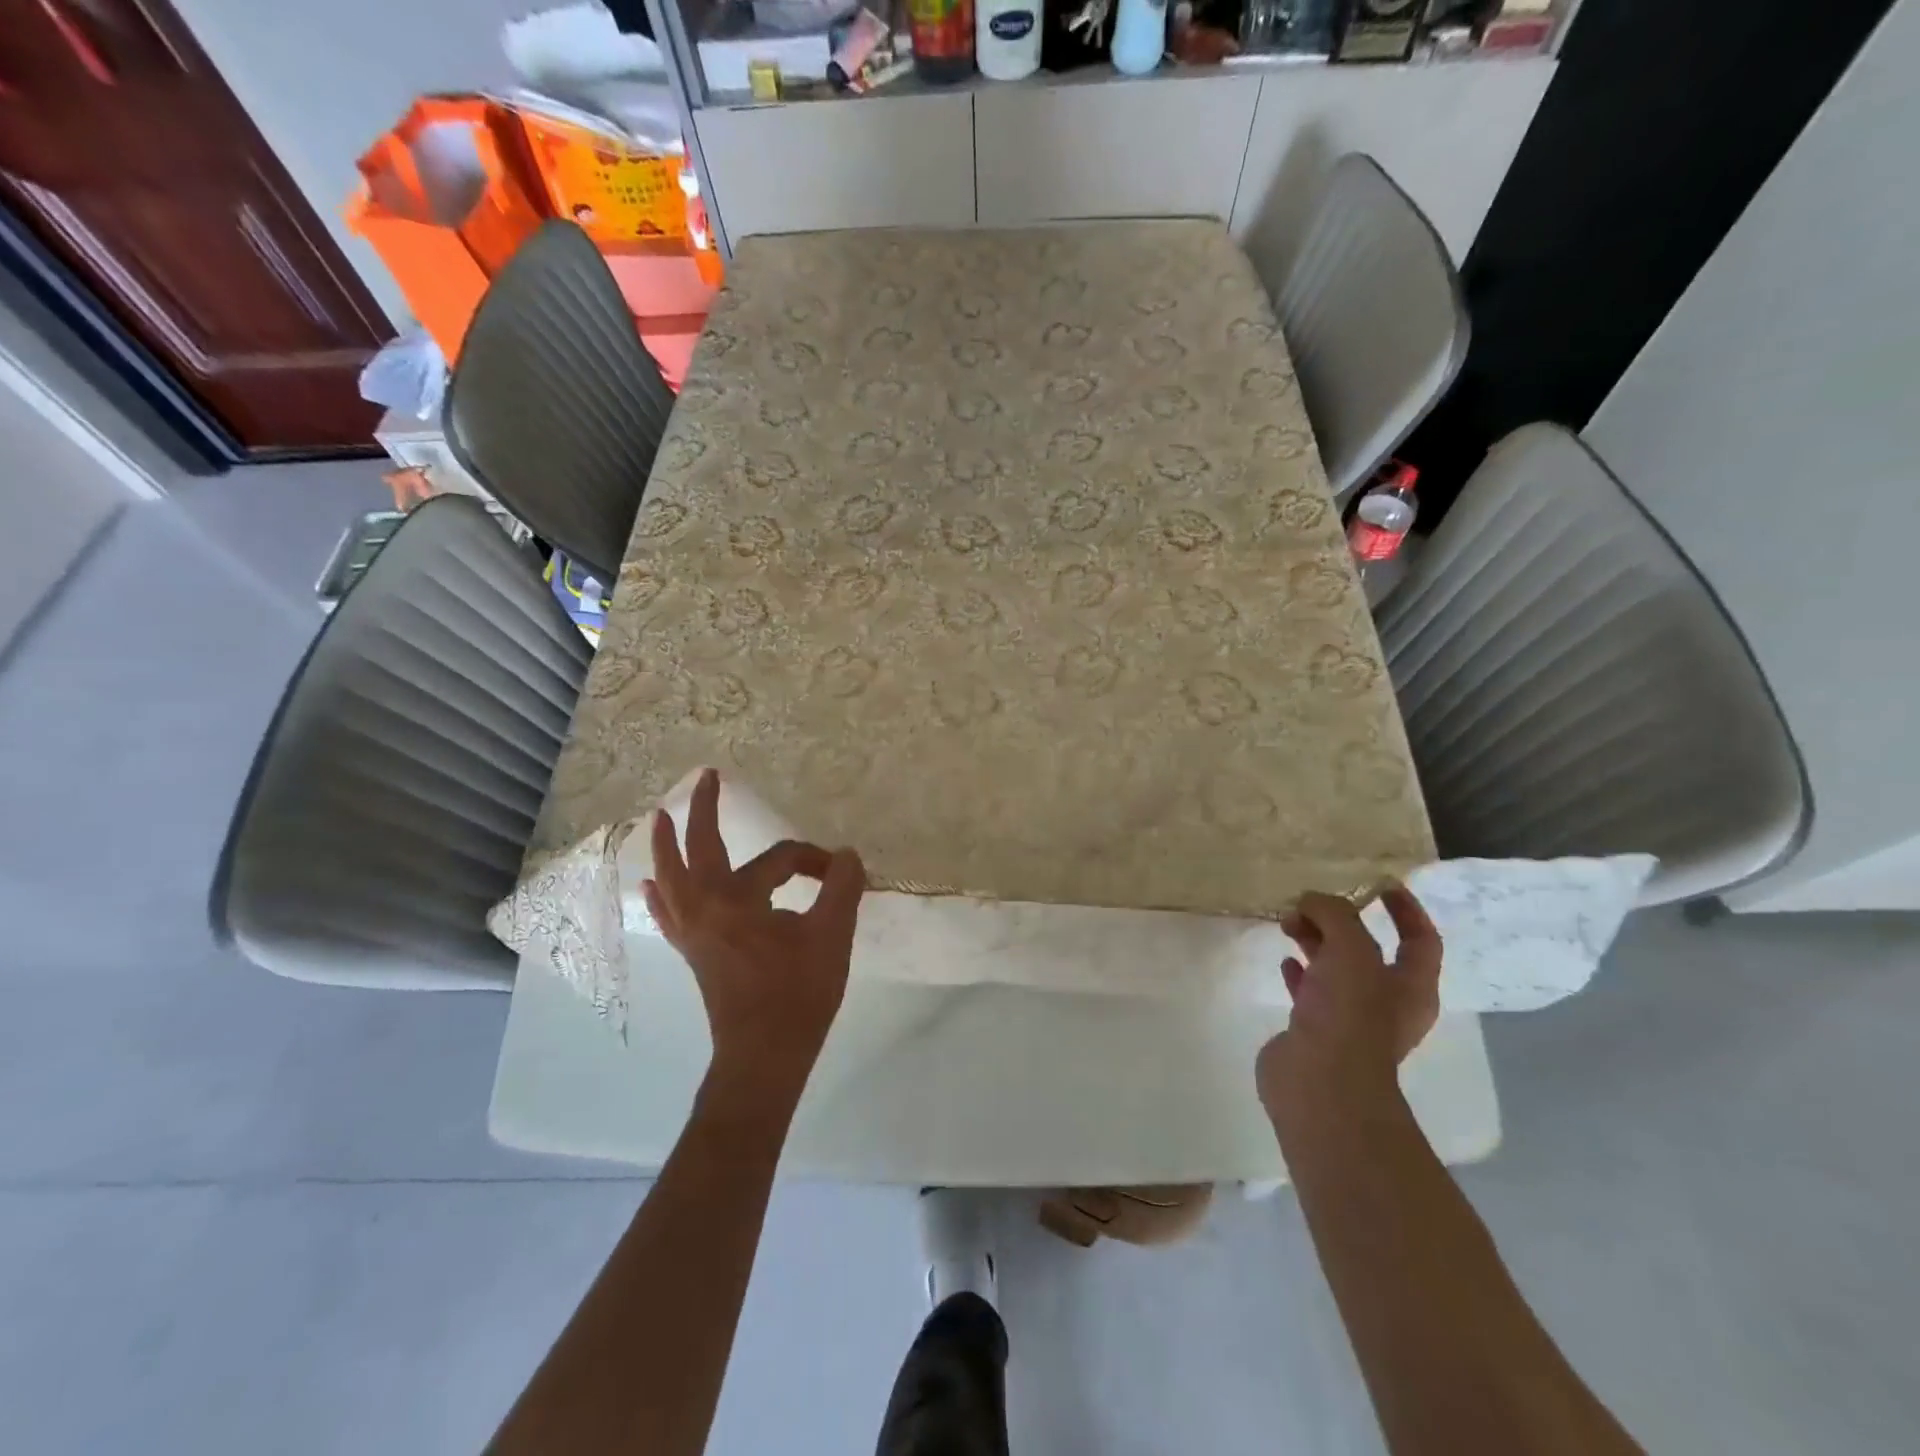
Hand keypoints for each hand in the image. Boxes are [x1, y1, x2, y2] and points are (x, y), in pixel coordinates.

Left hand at [641, 768, 865, 1100]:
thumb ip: (842, 888)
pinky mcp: (692, 952)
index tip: (839, 873)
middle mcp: (704, 907)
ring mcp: (692, 931)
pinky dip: (661, 894)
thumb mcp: (831, 936)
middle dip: (703, 810)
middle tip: (706, 778)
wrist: (764, 1056)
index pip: (779, 860)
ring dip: (666, 845)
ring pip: (671, 877)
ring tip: (657, 817)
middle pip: (697, 849)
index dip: (813, 860)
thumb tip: (847, 854)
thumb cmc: (798, 995)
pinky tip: (651, 886)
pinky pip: (668, 912)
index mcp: (737, 899)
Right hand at [1256, 885, 1441, 1112]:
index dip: (1405, 910)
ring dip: (1315, 942)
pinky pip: (1310, 991)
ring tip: (1287, 923)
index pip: (1421, 939)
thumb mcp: (1349, 949)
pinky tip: (1284, 960)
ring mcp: (1350, 1019)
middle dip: (1340, 922)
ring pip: (1335, 969)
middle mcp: (1386, 1003)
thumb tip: (1311, 900)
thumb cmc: (1349, 1014)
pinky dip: (1299, 972)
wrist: (1319, 1083)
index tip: (1379, 884)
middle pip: (1368, 950)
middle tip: (1308, 903)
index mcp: (1411, 987)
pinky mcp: (1316, 1031)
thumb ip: (1334, 914)